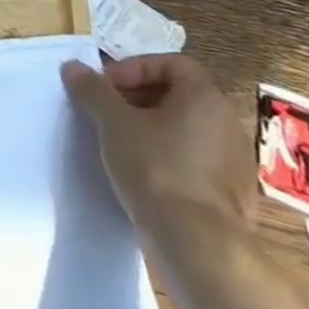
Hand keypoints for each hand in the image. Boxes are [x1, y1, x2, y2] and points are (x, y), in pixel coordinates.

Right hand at [62, 54, 249, 245]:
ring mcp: (234, 162)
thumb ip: (93, 90)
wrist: (198, 245)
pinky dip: (167, 157)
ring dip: (151, 128)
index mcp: (205, 98)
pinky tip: (142, 174)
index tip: (106, 87)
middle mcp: (227, 123)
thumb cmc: (156, 167)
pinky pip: (194, 160)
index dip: (134, 68)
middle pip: (178, 95)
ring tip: (119, 142)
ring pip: (185, 129)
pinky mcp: (232, 195)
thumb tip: (73, 67)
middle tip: (107, 111)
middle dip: (138, 97)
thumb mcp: (113, 122)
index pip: (171, 63)